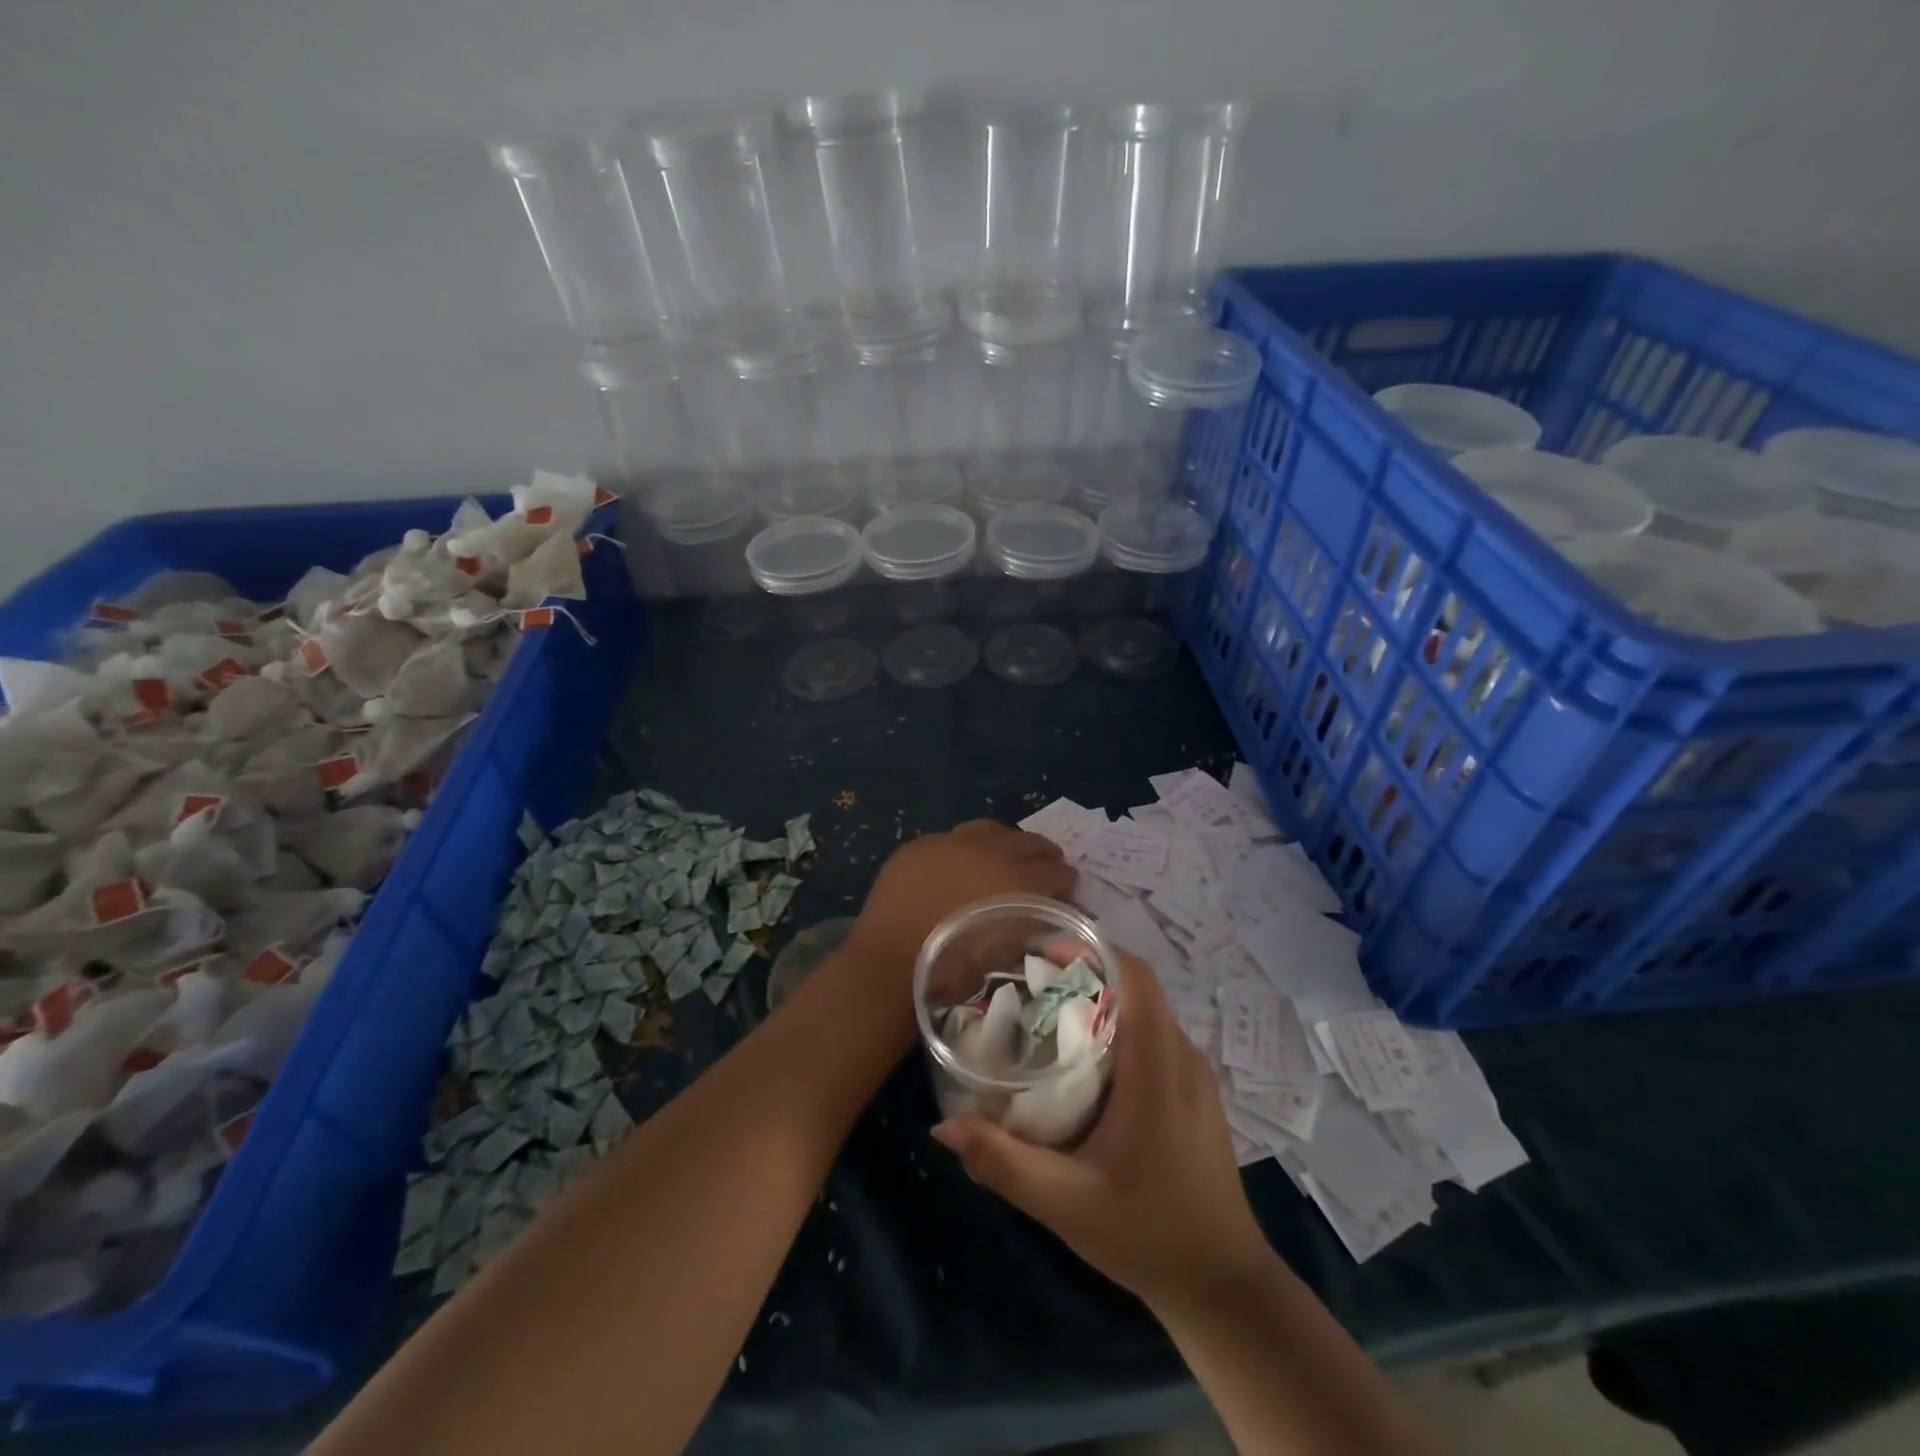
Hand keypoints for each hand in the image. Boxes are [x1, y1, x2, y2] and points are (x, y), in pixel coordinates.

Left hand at [844, 820, 1074, 978]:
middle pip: (1028, 842)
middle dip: (1042, 856)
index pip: (1056, 871)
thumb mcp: (1007, 954)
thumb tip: (1056, 918)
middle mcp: (989, 851)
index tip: (1067, 892)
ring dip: (1005, 843)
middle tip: (1044, 870)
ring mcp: (950, 843)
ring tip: (1005, 858)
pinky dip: (965, 849)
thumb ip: (1036, 928)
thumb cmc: (953, 970)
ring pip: (990, 830)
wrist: (890, 962)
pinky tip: (961, 864)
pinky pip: (951, 838)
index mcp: (1017, 879)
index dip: (1066, 882)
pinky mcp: (919, 845)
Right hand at [930, 949, 1272, 1311]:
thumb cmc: (1145, 1234)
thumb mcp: (1066, 1204)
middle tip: (1031, 983)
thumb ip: (1003, 1163)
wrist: (1221, 1284)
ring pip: (1147, 1010)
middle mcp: (1182, 1057)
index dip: (1092, 951)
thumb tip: (944, 1125)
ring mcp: (1194, 1074)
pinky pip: (1155, 1035)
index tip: (1043, 953)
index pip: (1136, 977)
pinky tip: (1084, 1059)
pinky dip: (1119, 1025)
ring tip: (1050, 1013)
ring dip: (1103, 998)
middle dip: (1086, 972)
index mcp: (1157, 1068)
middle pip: (1137, 986)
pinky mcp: (1194, 1092)